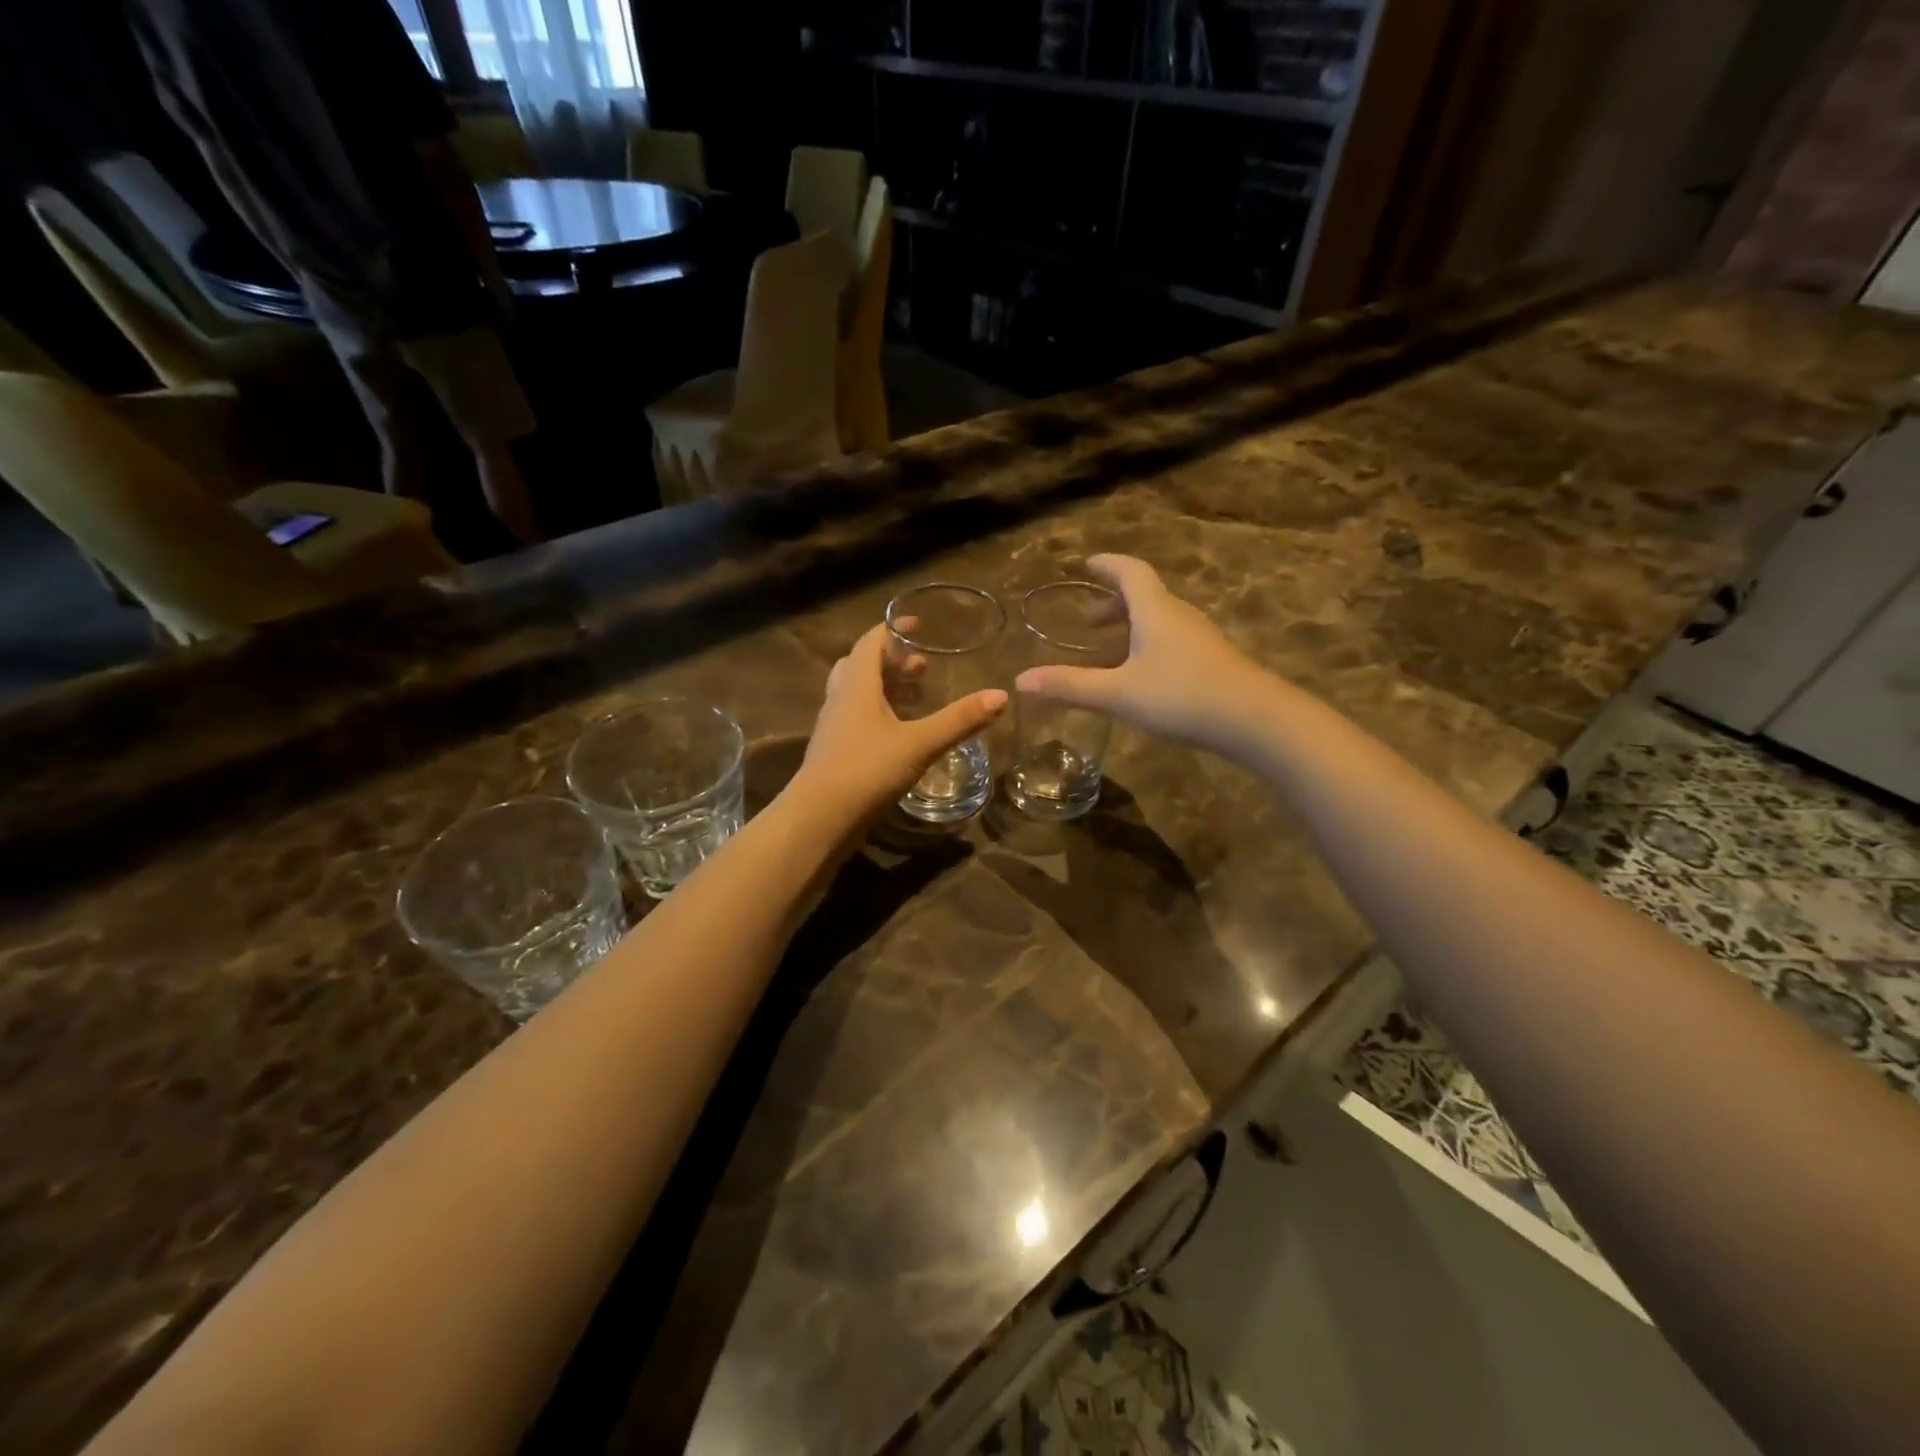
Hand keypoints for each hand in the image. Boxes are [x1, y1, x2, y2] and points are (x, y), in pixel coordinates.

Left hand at [794, 623, 1007, 818]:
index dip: (893, 629)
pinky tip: (899, 735)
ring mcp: (833, 727)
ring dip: (885, 689)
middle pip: (861, 666)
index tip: (917, 624)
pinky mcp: (833, 752)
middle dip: (892, 661)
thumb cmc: (867, 770)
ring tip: (916, 699)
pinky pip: (855, 719)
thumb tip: (1001, 695)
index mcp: (857, 686)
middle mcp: (840, 700)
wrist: (819, 819)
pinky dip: (878, 715)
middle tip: (922, 668)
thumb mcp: (920, 744)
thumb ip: (959, 720)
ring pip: (856, 694)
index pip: (870, 642)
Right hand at [1014, 554, 1271, 758]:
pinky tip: (1142, 676)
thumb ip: (1069, 686)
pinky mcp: (1212, 660)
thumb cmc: (1179, 696)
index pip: (1129, 572)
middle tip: (1088, 623)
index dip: (1107, 565)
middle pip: (1144, 596)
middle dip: (1113, 605)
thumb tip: (1020, 680)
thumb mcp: (1117, 694)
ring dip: (1131, 628)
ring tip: (1108, 653)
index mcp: (1154, 610)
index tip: (1087, 564)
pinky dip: (1148, 645)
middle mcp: (1178, 615)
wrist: (1252, 719)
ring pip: (1159, 620)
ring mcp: (1199, 637)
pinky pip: (1172, 640)